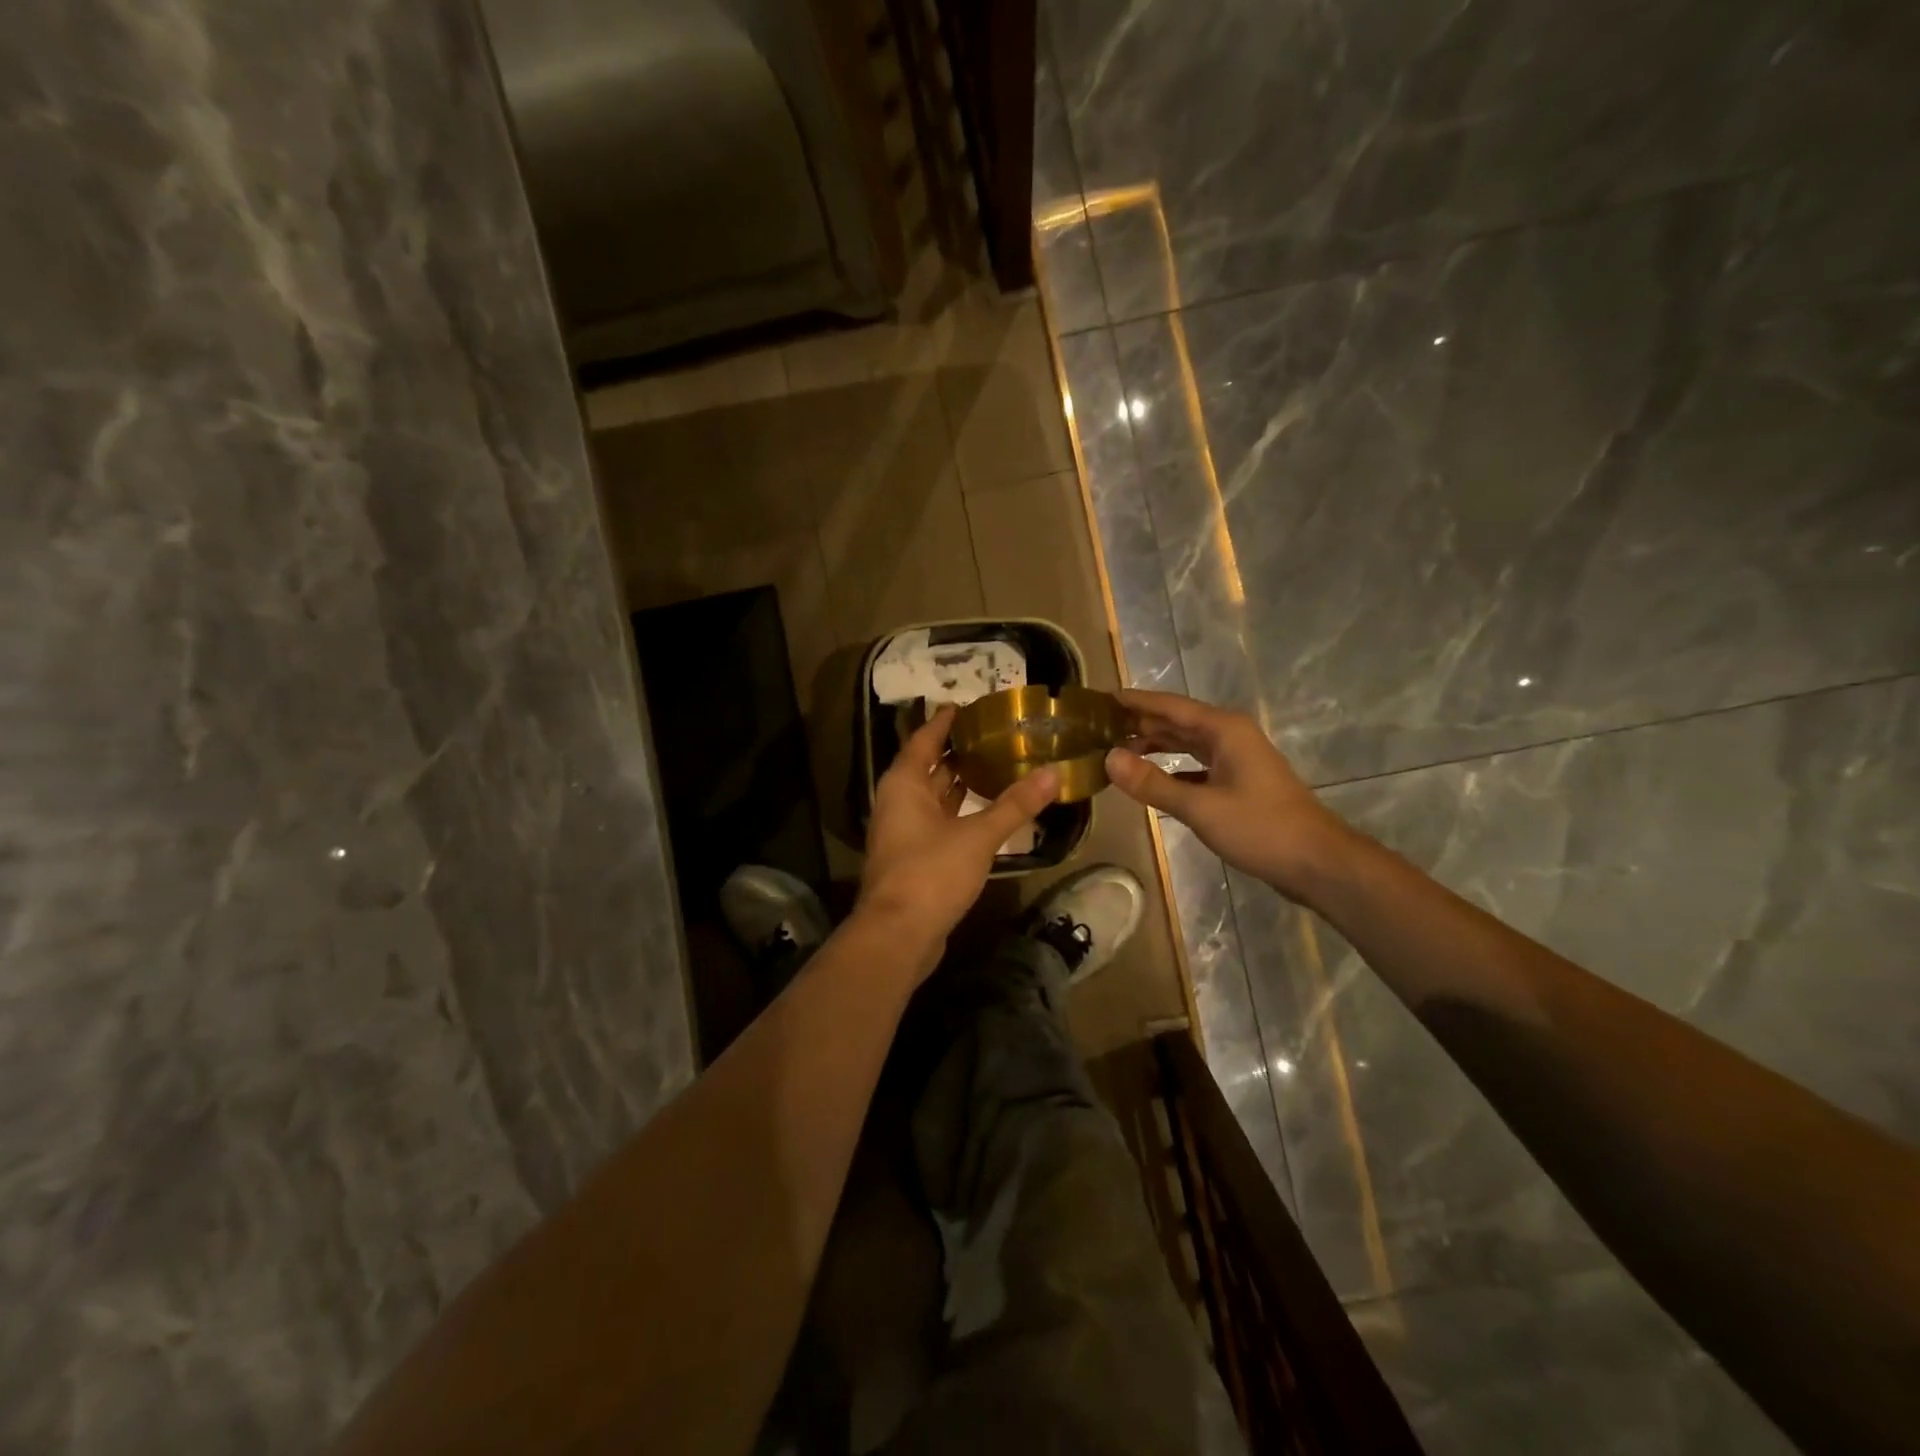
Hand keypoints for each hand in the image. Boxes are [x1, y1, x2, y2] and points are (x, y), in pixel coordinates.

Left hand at [858, 707, 1058, 956]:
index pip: (924, 739)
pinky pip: (937, 822)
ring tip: (995, 765)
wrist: (898, 935)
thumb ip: (1015, 805)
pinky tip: (986, 812)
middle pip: (928, 766)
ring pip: (933, 797)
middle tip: (993, 735)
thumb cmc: (931, 873)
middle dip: (957, 751)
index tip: (966, 705)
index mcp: (905, 784)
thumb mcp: (979, 836)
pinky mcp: (913, 858)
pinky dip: (959, 812)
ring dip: (958, 783)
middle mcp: (898, 802)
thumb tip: (1053, 775)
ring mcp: (903, 832)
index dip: (944, 722)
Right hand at [1104, 689, 1350, 901]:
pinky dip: (1172, 767)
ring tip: (1116, 749)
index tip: (1101, 698)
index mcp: (1223, 730)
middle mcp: (1229, 735)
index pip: (1169, 706)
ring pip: (1186, 743)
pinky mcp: (1238, 782)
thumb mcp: (1200, 807)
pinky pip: (1196, 764)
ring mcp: (1236, 759)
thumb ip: (1152, 783)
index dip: (1135, 701)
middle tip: (1098, 727)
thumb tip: (1108, 758)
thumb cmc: (1260, 828)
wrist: (1317, 862)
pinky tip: (1150, 777)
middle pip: (1176, 721)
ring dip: (1154, 745)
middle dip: (1139, 722)